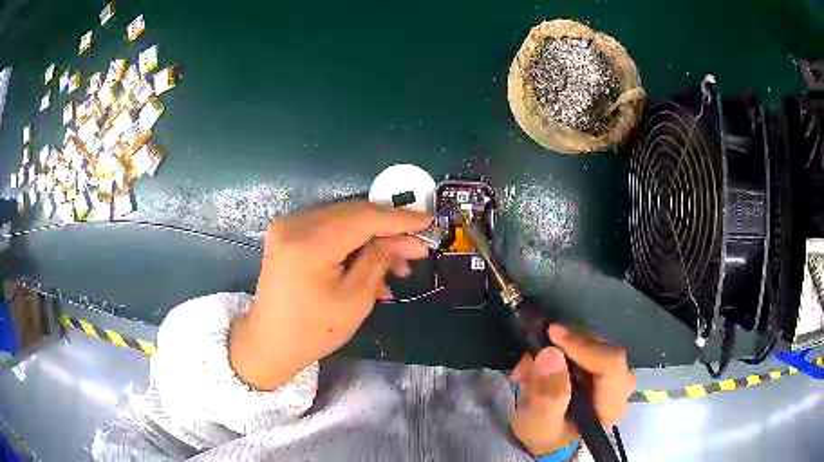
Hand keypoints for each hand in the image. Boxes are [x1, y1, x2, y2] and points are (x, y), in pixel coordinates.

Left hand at [230, 200, 431, 389]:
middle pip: (353, 213)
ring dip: (372, 238)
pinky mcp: (288, 233)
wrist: (270, 342)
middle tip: (417, 247)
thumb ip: (380, 259)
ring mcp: (288, 227)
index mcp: (308, 244)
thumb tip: (407, 239)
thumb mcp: (355, 299)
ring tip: (398, 265)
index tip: (429, 221)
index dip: (399, 218)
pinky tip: (371, 266)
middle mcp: (294, 225)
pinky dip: (352, 243)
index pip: (363, 218)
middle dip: (389, 229)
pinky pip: (329, 229)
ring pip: (343, 219)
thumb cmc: (314, 330)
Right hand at [510, 324, 634, 455]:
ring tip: (529, 366)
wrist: (552, 438)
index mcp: (611, 405)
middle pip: (603, 349)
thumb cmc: (547, 436)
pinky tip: (541, 362)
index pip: (610, 365)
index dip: (584, 346)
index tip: (553, 334)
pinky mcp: (603, 364)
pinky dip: (562, 346)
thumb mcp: (539, 424)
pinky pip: (587, 343)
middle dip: (566, 346)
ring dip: (560, 346)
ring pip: (594, 342)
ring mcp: (615, 372)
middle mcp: (621, 385)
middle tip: (532, 355)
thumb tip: (551, 353)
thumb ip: (547, 396)